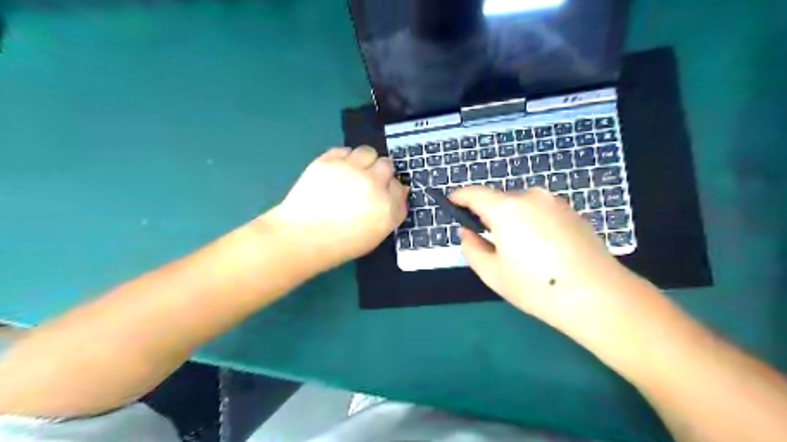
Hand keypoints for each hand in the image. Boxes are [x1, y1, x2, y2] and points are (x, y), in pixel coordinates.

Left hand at [267, 146, 408, 272]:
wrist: (302, 237)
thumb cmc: (340, 244)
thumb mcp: (375, 235)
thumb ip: (390, 212)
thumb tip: (397, 191)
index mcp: (388, 208)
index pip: (400, 188)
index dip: (391, 189)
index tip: (382, 194)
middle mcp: (374, 185)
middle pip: (388, 166)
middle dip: (381, 173)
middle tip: (368, 182)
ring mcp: (352, 170)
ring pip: (369, 152)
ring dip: (365, 161)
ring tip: (354, 172)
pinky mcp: (330, 161)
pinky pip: (345, 150)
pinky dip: (344, 159)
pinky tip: (337, 171)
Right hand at [449, 185, 637, 333]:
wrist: (598, 296)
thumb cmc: (536, 286)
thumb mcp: (492, 273)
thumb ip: (471, 248)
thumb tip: (468, 233)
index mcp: (507, 209)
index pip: (474, 194)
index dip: (459, 197)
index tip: (451, 203)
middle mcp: (531, 197)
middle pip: (500, 201)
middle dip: (489, 215)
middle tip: (489, 242)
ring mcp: (555, 203)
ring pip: (522, 206)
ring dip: (512, 220)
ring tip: (519, 251)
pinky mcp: (572, 212)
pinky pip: (541, 212)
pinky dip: (532, 224)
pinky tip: (542, 251)